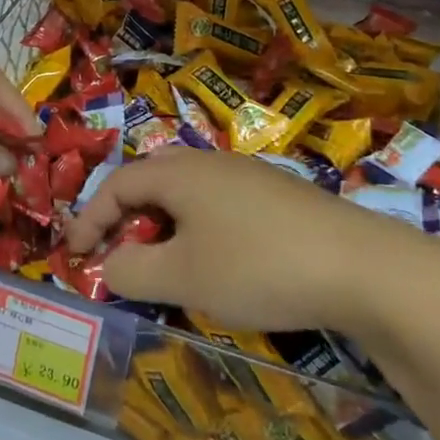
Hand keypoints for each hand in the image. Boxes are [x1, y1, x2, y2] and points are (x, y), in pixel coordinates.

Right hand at [62, 149, 423, 334]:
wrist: (365, 269)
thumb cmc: (258, 266)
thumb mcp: (182, 277)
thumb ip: (131, 271)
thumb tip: (108, 264)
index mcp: (179, 172)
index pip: (116, 184)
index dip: (89, 218)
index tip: (74, 254)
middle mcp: (210, 162)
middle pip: (150, 180)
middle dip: (125, 217)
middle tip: (117, 252)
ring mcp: (249, 175)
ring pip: (187, 193)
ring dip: (163, 225)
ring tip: (164, 263)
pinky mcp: (279, 197)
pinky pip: (219, 204)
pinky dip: (199, 229)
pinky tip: (218, 263)